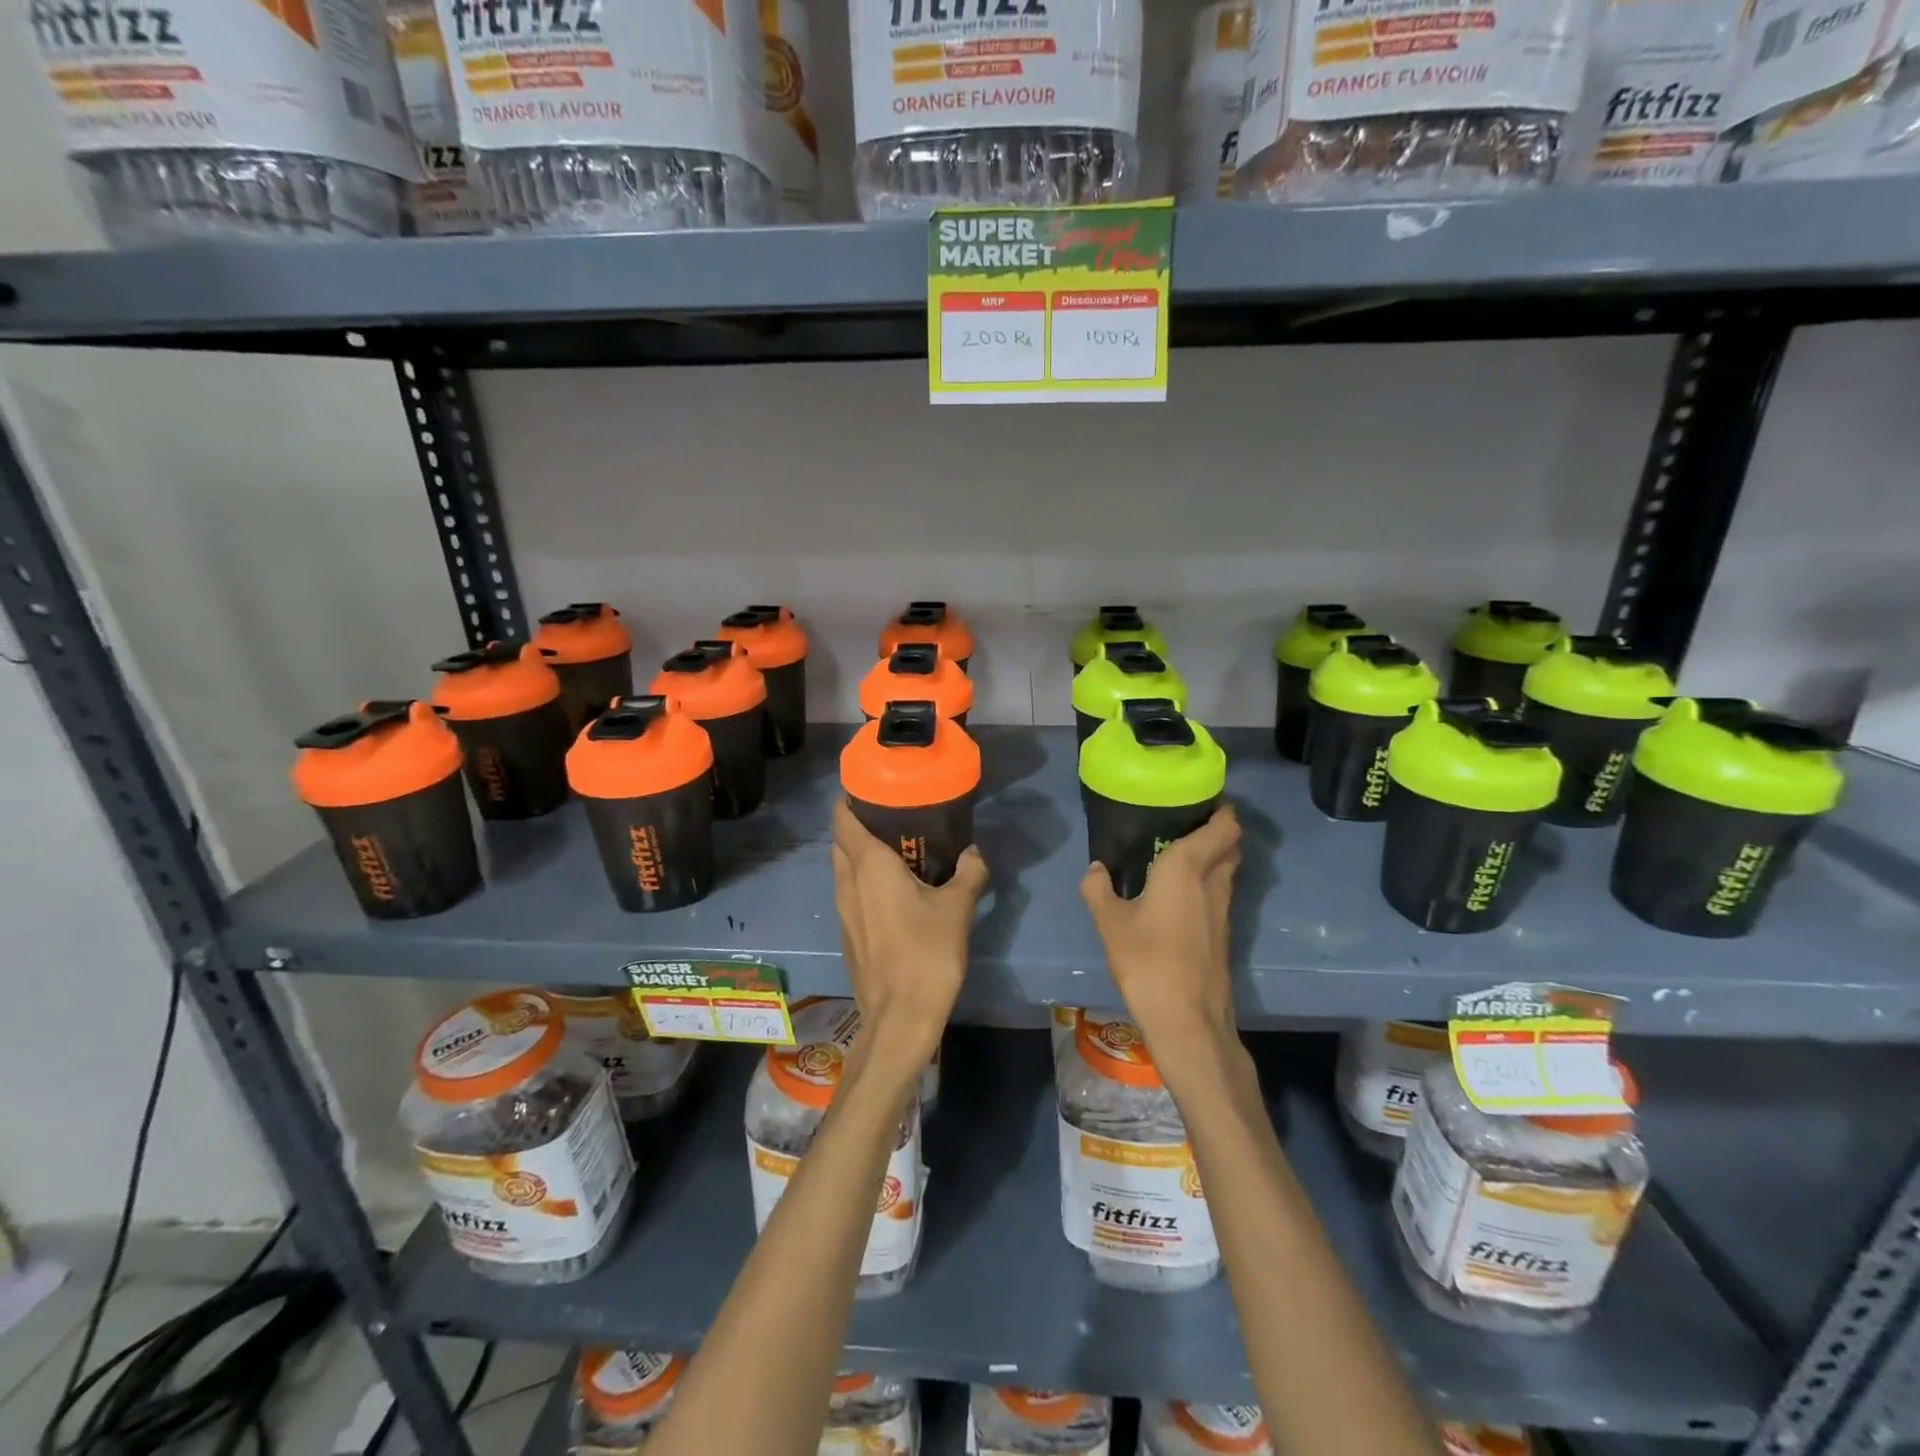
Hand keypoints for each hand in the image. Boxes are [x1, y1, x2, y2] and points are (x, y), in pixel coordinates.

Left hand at [831, 801, 987, 1064]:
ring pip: (843, 868)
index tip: (874, 788)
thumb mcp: (958, 908)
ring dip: (861, 854)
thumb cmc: (927, 953)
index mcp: (868, 865)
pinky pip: (850, 893)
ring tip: (898, 850)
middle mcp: (847, 882)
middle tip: (894, 817)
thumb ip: (968, 873)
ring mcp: (843, 910)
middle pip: (841, 841)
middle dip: (859, 824)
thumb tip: (973, 852)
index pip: (843, 818)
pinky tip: (894, 890)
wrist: (900, 1017)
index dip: (851, 798)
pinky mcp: (848, 933)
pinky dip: (864, 881)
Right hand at [1079, 806, 1240, 1048]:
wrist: (1187, 1019)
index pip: (1223, 827)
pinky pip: (1221, 896)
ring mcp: (1224, 912)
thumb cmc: (1147, 960)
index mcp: (1187, 867)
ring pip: (1228, 872)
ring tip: (1182, 855)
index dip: (1222, 810)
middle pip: (1231, 847)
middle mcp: (1213, 883)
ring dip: (1215, 859)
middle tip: (1188, 823)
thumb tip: (1095, 869)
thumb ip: (1098, 889)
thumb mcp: (1109, 922)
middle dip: (1219, 831)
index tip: (1203, 799)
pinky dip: (1209, 885)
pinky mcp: (1224, 936)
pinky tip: (1182, 896)